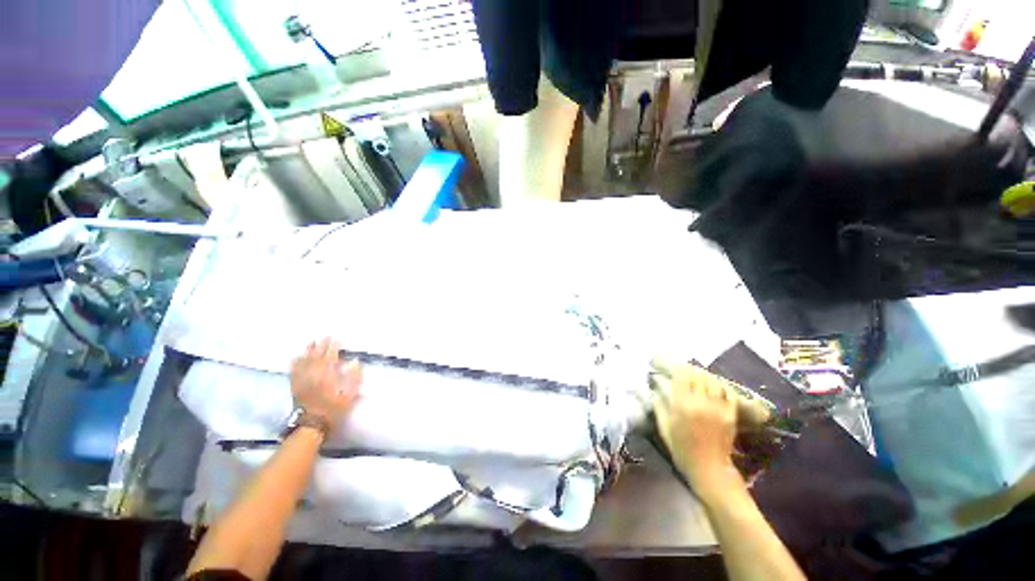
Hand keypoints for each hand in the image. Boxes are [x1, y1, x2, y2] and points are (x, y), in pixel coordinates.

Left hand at [290, 338, 362, 429]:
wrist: (313, 424)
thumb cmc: (335, 409)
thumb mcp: (350, 395)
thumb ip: (354, 378)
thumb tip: (355, 363)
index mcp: (327, 376)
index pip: (331, 357)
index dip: (334, 347)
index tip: (338, 339)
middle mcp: (313, 375)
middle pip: (317, 357)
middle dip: (322, 345)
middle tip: (326, 336)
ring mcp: (302, 380)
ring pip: (305, 361)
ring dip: (309, 351)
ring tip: (312, 342)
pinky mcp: (295, 386)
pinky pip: (294, 371)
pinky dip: (295, 363)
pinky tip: (296, 357)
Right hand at [651, 358, 742, 504]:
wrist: (710, 469)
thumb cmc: (682, 450)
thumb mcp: (664, 428)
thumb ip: (659, 405)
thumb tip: (654, 387)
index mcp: (683, 405)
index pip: (681, 375)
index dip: (673, 366)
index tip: (666, 364)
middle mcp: (702, 402)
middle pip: (697, 374)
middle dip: (687, 369)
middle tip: (679, 369)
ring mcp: (719, 407)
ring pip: (712, 380)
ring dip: (702, 374)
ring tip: (695, 376)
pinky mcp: (731, 413)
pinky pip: (726, 391)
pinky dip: (718, 384)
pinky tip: (712, 386)